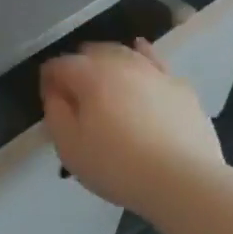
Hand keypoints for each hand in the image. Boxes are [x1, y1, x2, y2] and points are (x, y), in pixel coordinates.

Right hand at [40, 41, 223, 215]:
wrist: (184, 181)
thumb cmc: (117, 166)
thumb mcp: (70, 148)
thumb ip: (55, 113)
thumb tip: (55, 92)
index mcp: (90, 76)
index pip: (59, 65)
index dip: (48, 79)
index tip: (49, 99)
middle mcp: (121, 63)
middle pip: (91, 52)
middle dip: (77, 66)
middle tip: (76, 95)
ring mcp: (154, 72)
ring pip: (123, 52)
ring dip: (107, 61)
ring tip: (104, 80)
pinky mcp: (179, 86)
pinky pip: (155, 62)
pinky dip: (142, 56)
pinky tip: (140, 57)